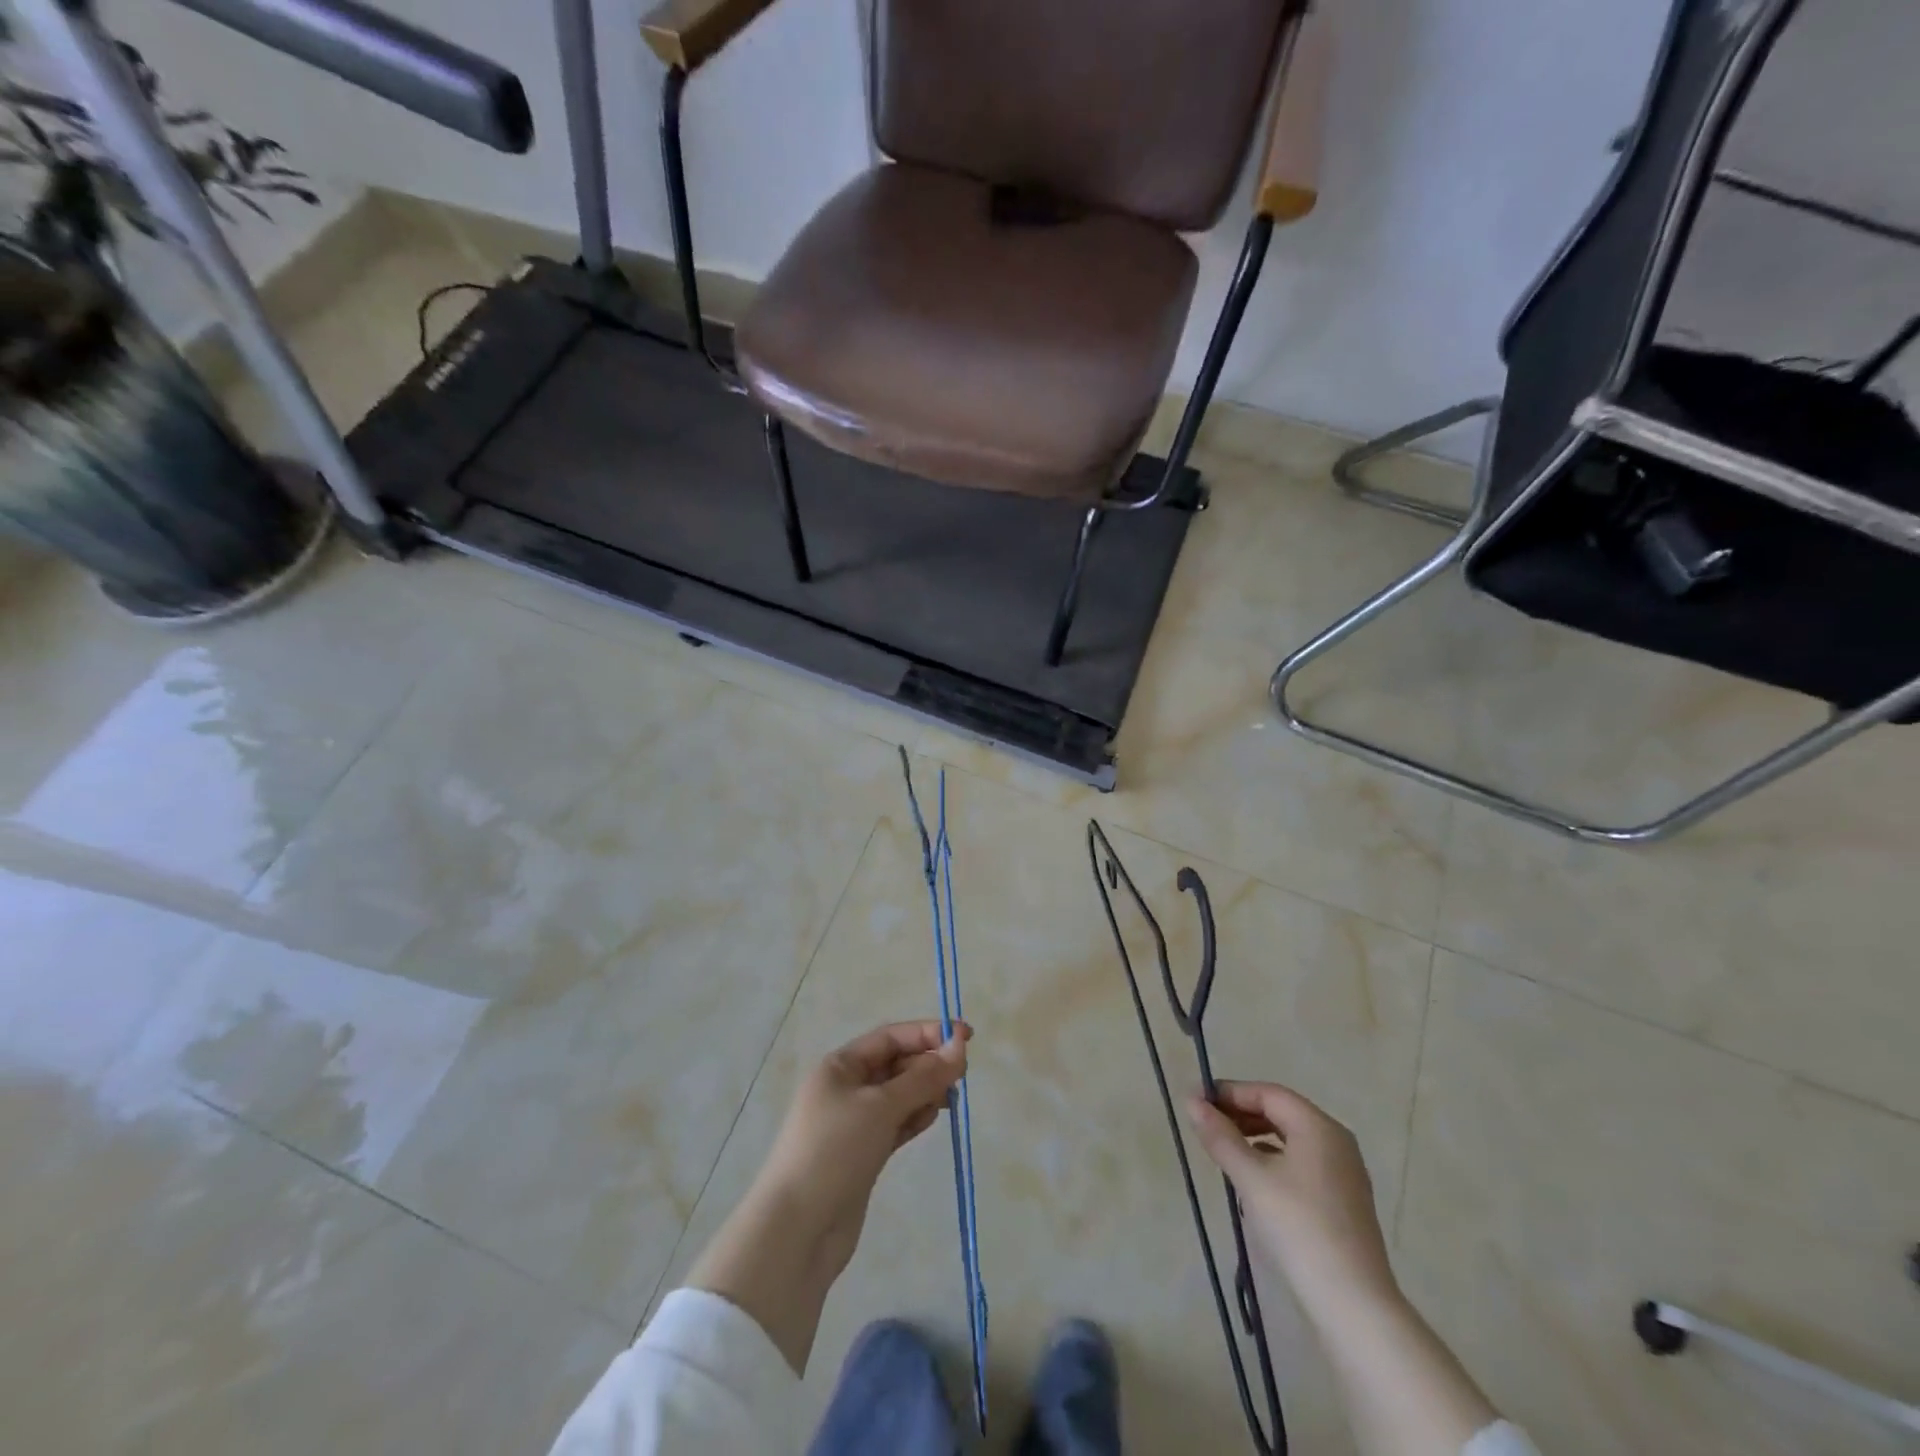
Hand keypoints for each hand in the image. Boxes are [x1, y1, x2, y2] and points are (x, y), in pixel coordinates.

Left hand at [687, 1021, 968, 1371]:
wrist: (798, 1231)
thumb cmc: (834, 1151)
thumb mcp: (881, 1106)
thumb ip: (923, 1077)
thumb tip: (960, 1047)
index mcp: (840, 1066)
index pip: (890, 1037)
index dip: (928, 1033)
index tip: (966, 1037)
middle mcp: (846, 1088)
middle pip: (895, 1064)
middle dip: (928, 1064)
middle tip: (962, 1076)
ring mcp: (854, 1123)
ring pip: (898, 1095)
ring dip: (925, 1092)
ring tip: (950, 1100)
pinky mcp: (863, 1154)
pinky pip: (895, 1124)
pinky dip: (914, 1118)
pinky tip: (933, 1119)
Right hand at [1188, 1082, 1502, 1455]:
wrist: (1358, 1310)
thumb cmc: (1303, 1233)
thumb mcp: (1252, 1179)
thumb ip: (1220, 1138)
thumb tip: (1192, 1101)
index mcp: (1318, 1128)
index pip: (1269, 1093)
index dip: (1232, 1091)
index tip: (1199, 1100)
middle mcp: (1335, 1143)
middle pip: (1280, 1114)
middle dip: (1242, 1115)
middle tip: (1206, 1127)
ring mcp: (1343, 1177)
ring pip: (1289, 1142)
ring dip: (1256, 1142)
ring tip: (1223, 1158)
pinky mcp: (1343, 1207)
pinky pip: (1299, 1166)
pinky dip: (1272, 1165)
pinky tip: (1253, 1190)